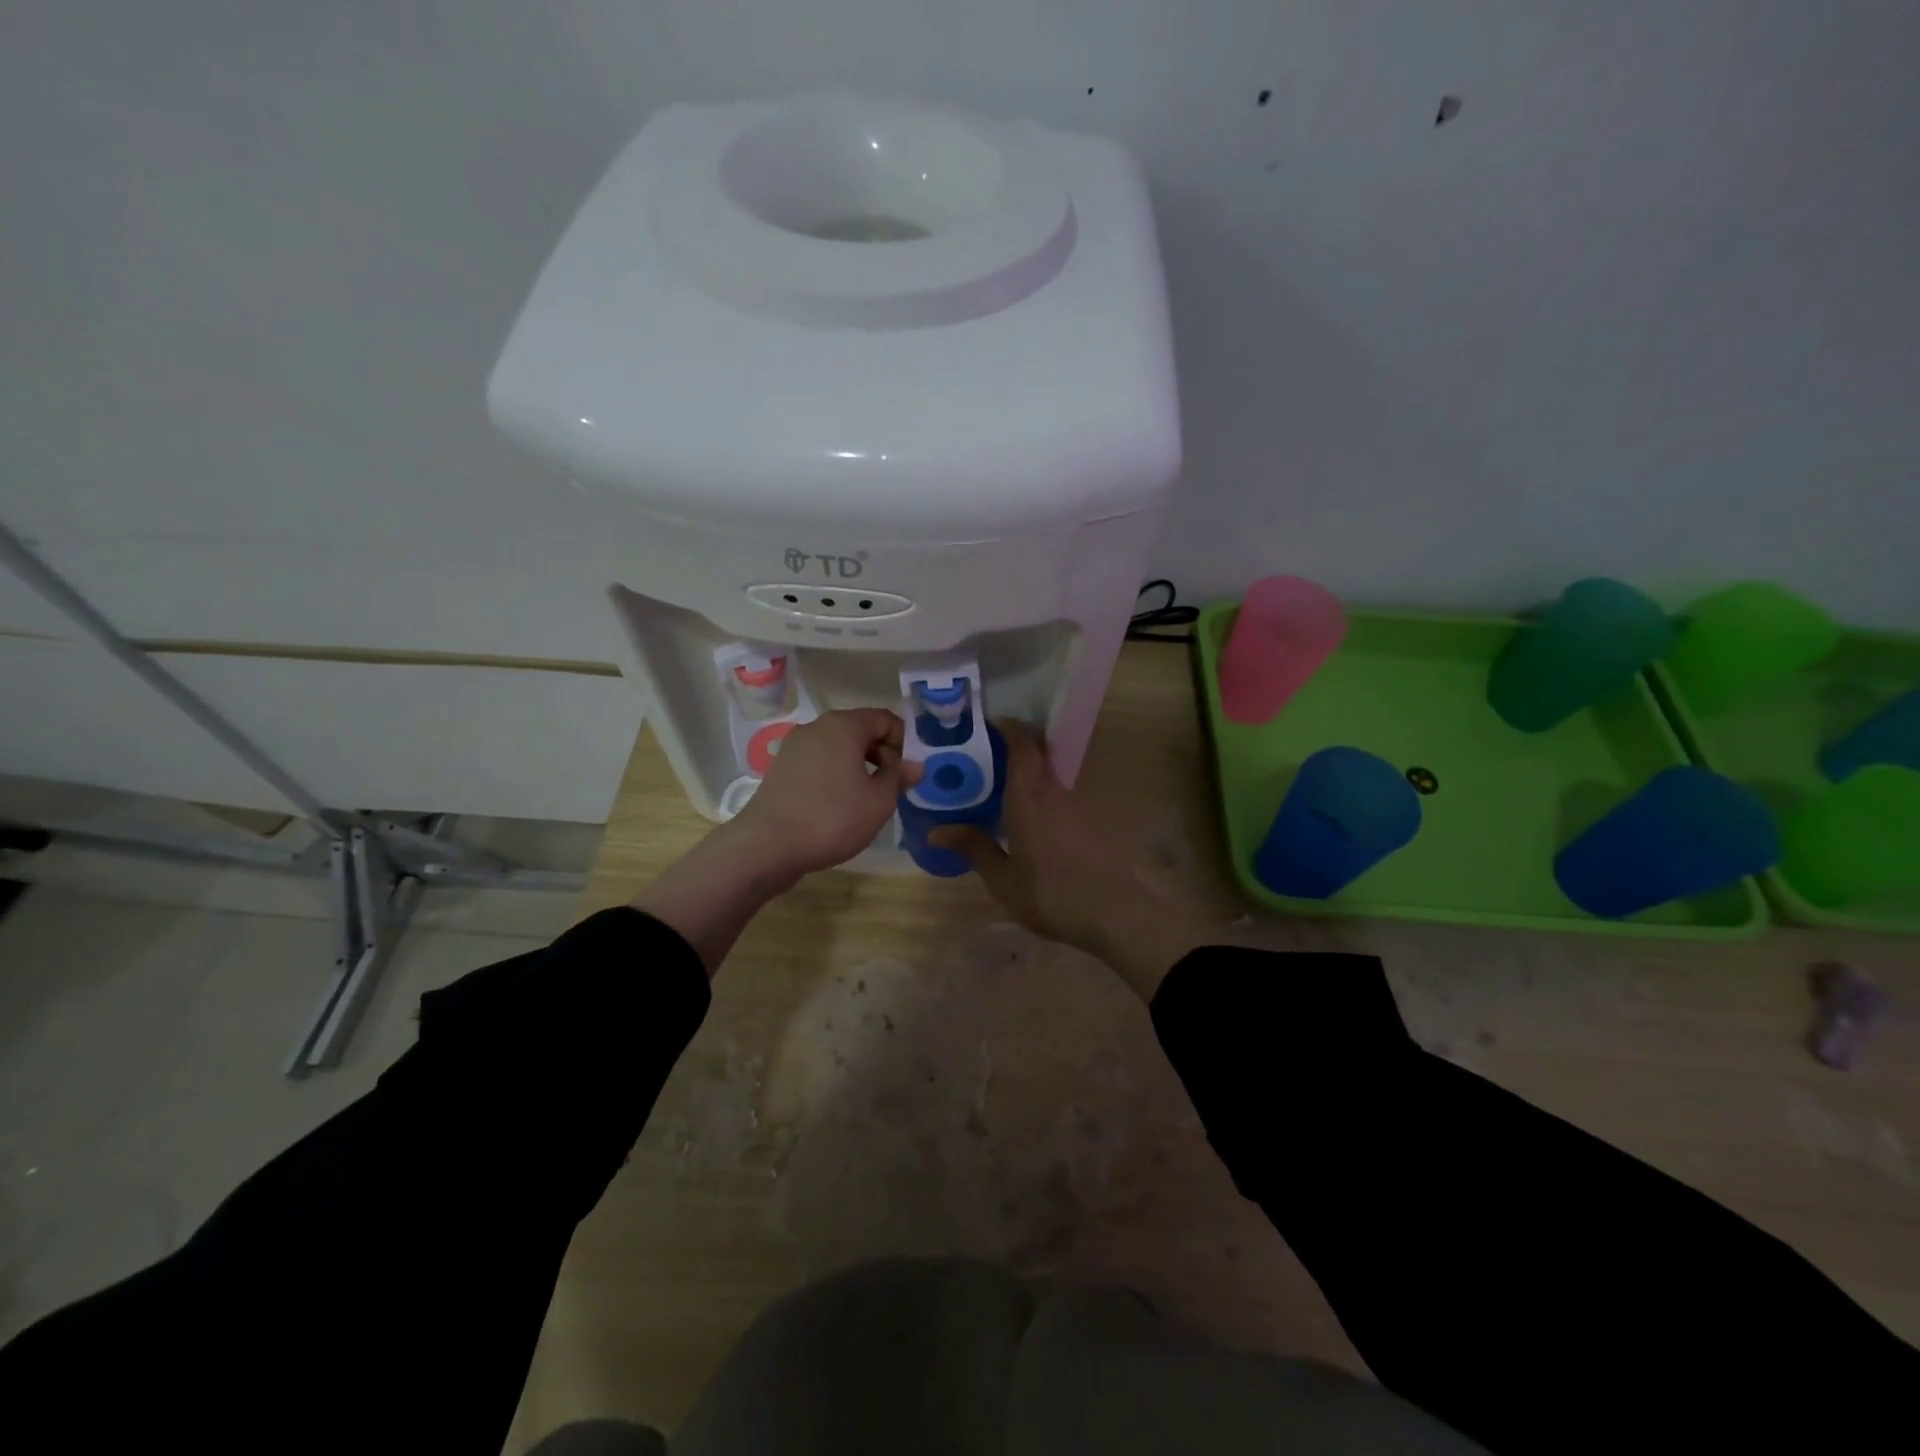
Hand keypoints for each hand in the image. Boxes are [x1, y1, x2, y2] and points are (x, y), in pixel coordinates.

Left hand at [727, 708, 922, 880]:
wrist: (766, 846)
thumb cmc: (832, 818)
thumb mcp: (878, 801)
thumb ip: (898, 778)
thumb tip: (913, 765)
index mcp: (843, 726)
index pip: (885, 719)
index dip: (904, 742)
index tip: (909, 772)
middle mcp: (816, 727)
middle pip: (860, 731)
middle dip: (882, 754)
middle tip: (894, 787)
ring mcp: (794, 747)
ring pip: (838, 748)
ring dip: (859, 767)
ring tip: (869, 799)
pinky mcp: (781, 769)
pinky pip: (819, 763)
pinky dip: (836, 776)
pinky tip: (840, 805)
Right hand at [928, 720, 1212, 999]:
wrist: (1118, 912)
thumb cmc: (1051, 893)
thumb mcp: (1003, 879)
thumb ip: (974, 849)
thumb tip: (937, 830)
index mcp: (1029, 796)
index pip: (1022, 745)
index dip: (1009, 728)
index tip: (991, 723)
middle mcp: (1055, 792)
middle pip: (1039, 756)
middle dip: (1016, 749)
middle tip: (988, 758)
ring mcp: (1079, 807)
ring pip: (1051, 779)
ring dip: (1031, 777)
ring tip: (1005, 793)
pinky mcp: (1094, 825)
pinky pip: (1063, 800)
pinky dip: (1045, 800)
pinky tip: (1034, 824)